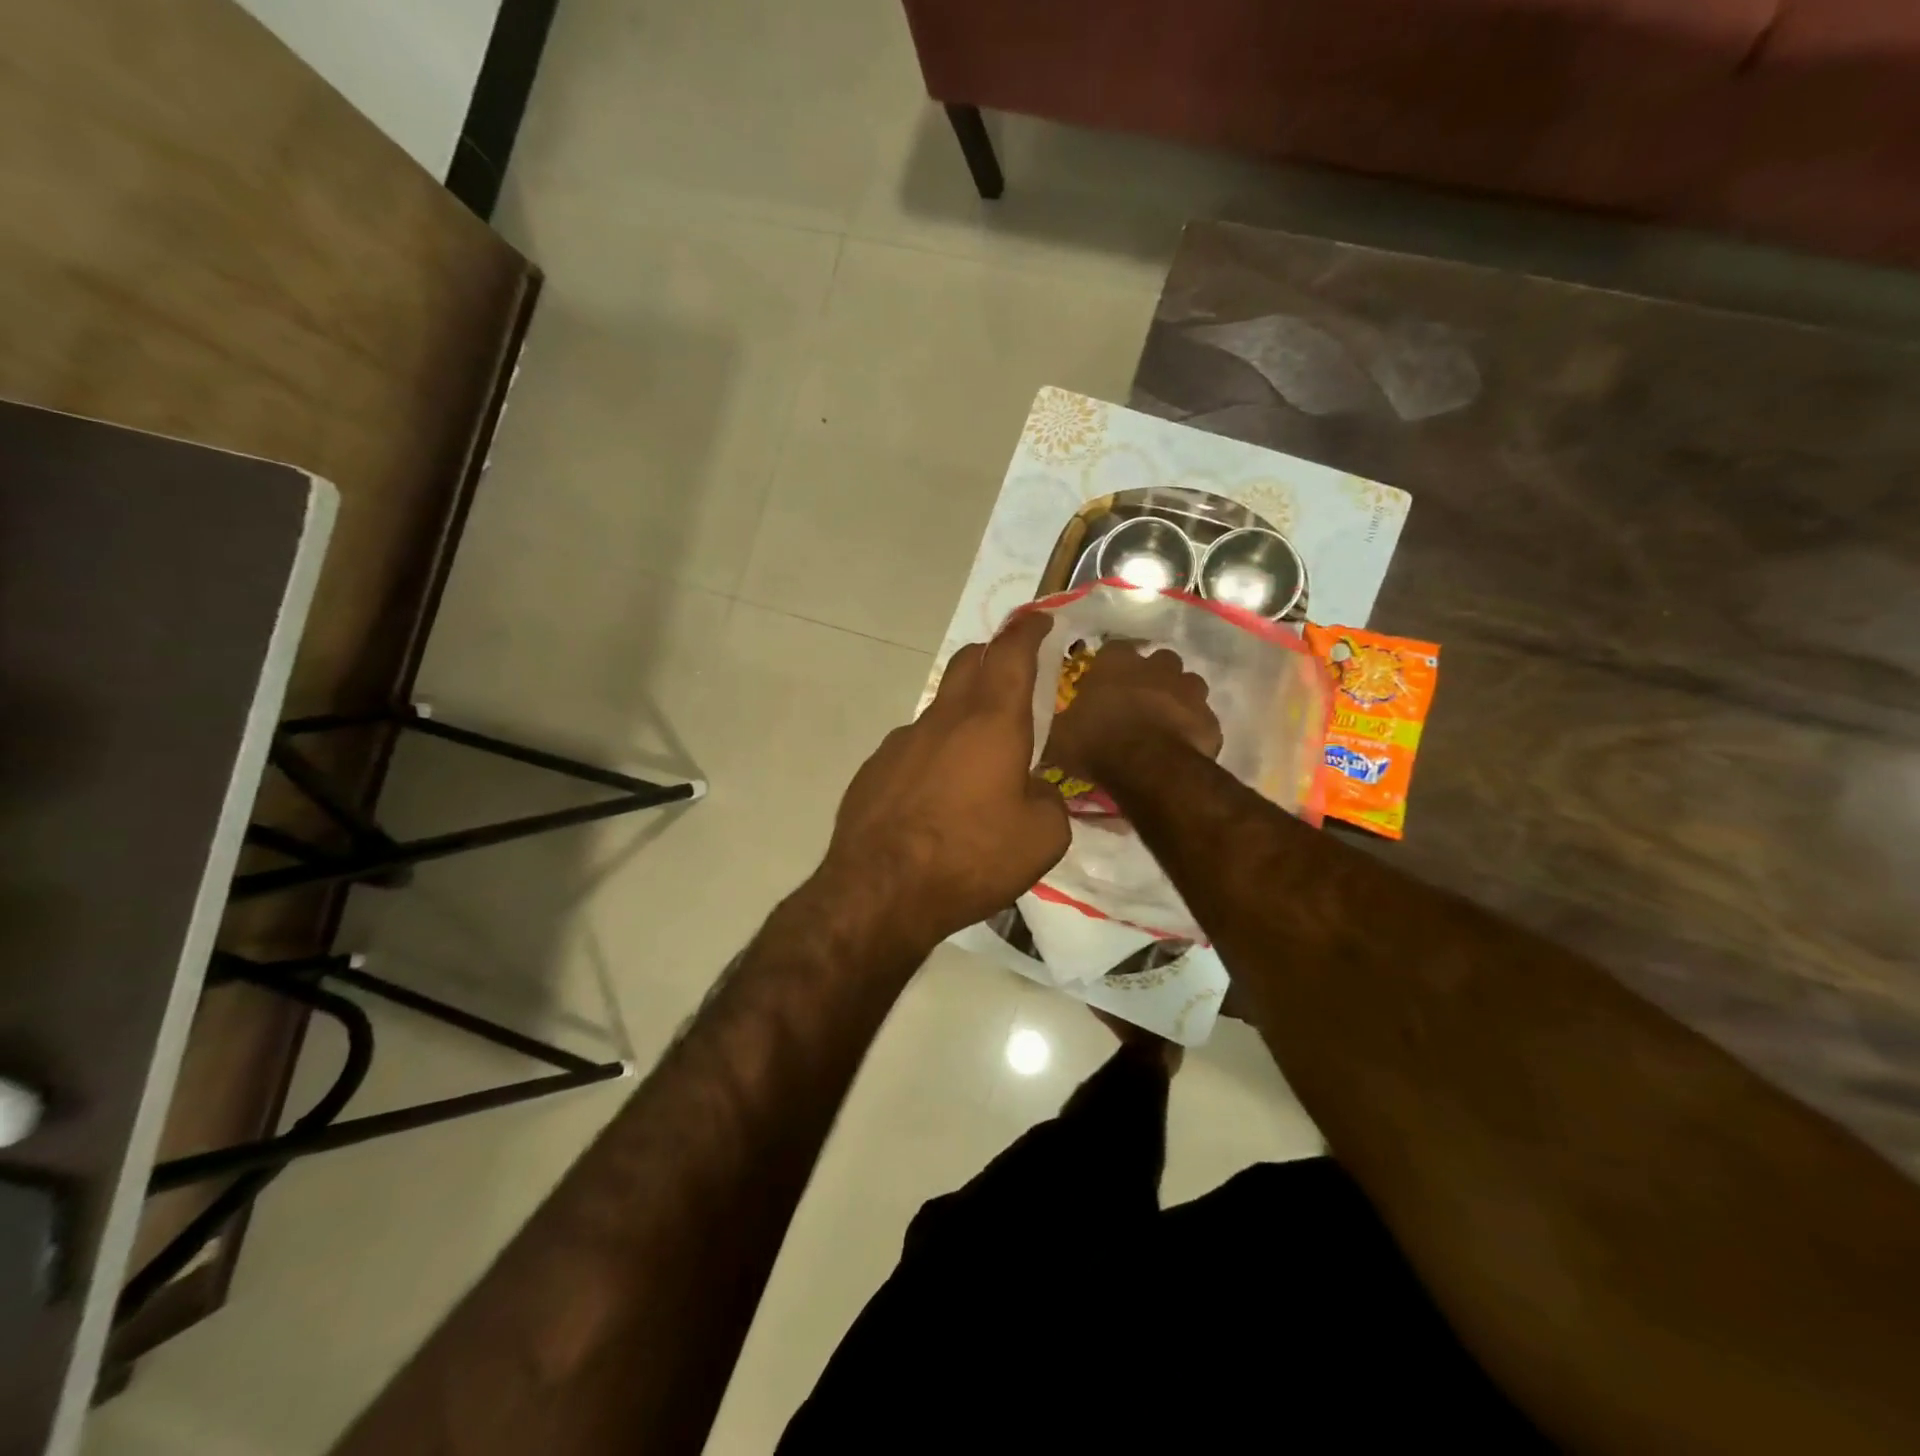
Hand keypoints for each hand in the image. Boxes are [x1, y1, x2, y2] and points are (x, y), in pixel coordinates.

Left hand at [820, 612, 1069, 950]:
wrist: (879, 891)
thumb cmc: (970, 858)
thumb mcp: (1042, 838)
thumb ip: (1049, 800)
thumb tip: (1034, 789)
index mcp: (992, 722)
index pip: (1012, 653)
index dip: (1029, 630)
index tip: (1040, 619)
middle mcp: (944, 719)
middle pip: (968, 662)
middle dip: (993, 655)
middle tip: (1013, 672)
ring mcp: (902, 741)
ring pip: (940, 707)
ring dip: (963, 713)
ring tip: (979, 757)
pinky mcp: (875, 768)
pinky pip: (914, 747)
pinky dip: (934, 753)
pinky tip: (937, 795)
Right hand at [1043, 641, 1221, 782]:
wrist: (1149, 768)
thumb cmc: (1097, 743)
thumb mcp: (1060, 737)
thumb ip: (1060, 724)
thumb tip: (1045, 727)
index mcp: (1115, 662)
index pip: (1112, 649)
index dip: (1109, 666)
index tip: (1103, 683)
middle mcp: (1156, 665)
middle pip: (1157, 661)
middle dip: (1150, 677)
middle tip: (1136, 702)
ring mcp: (1189, 689)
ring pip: (1187, 684)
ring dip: (1177, 697)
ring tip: (1162, 722)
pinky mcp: (1210, 718)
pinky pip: (1201, 718)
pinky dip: (1193, 727)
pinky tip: (1180, 745)